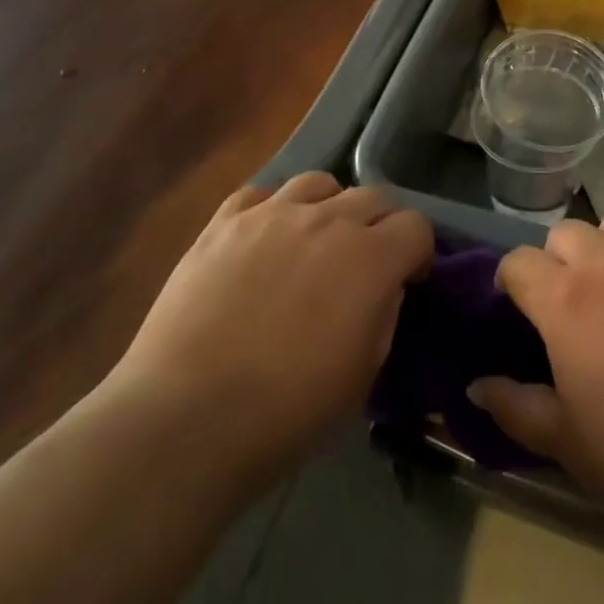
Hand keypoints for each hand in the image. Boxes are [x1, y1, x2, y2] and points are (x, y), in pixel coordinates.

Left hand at [109, 172, 431, 489]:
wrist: (185, 420)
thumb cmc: (286, 412)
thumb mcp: (362, 375)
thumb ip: (383, 315)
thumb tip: (383, 288)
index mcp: (370, 258)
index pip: (416, 225)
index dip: (418, 251)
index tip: (409, 278)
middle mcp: (327, 220)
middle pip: (373, 196)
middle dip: (380, 226)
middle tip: (364, 263)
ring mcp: (272, 215)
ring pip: (318, 184)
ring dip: (329, 208)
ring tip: (314, 242)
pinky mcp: (224, 222)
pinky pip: (261, 194)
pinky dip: (272, 210)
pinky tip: (263, 241)